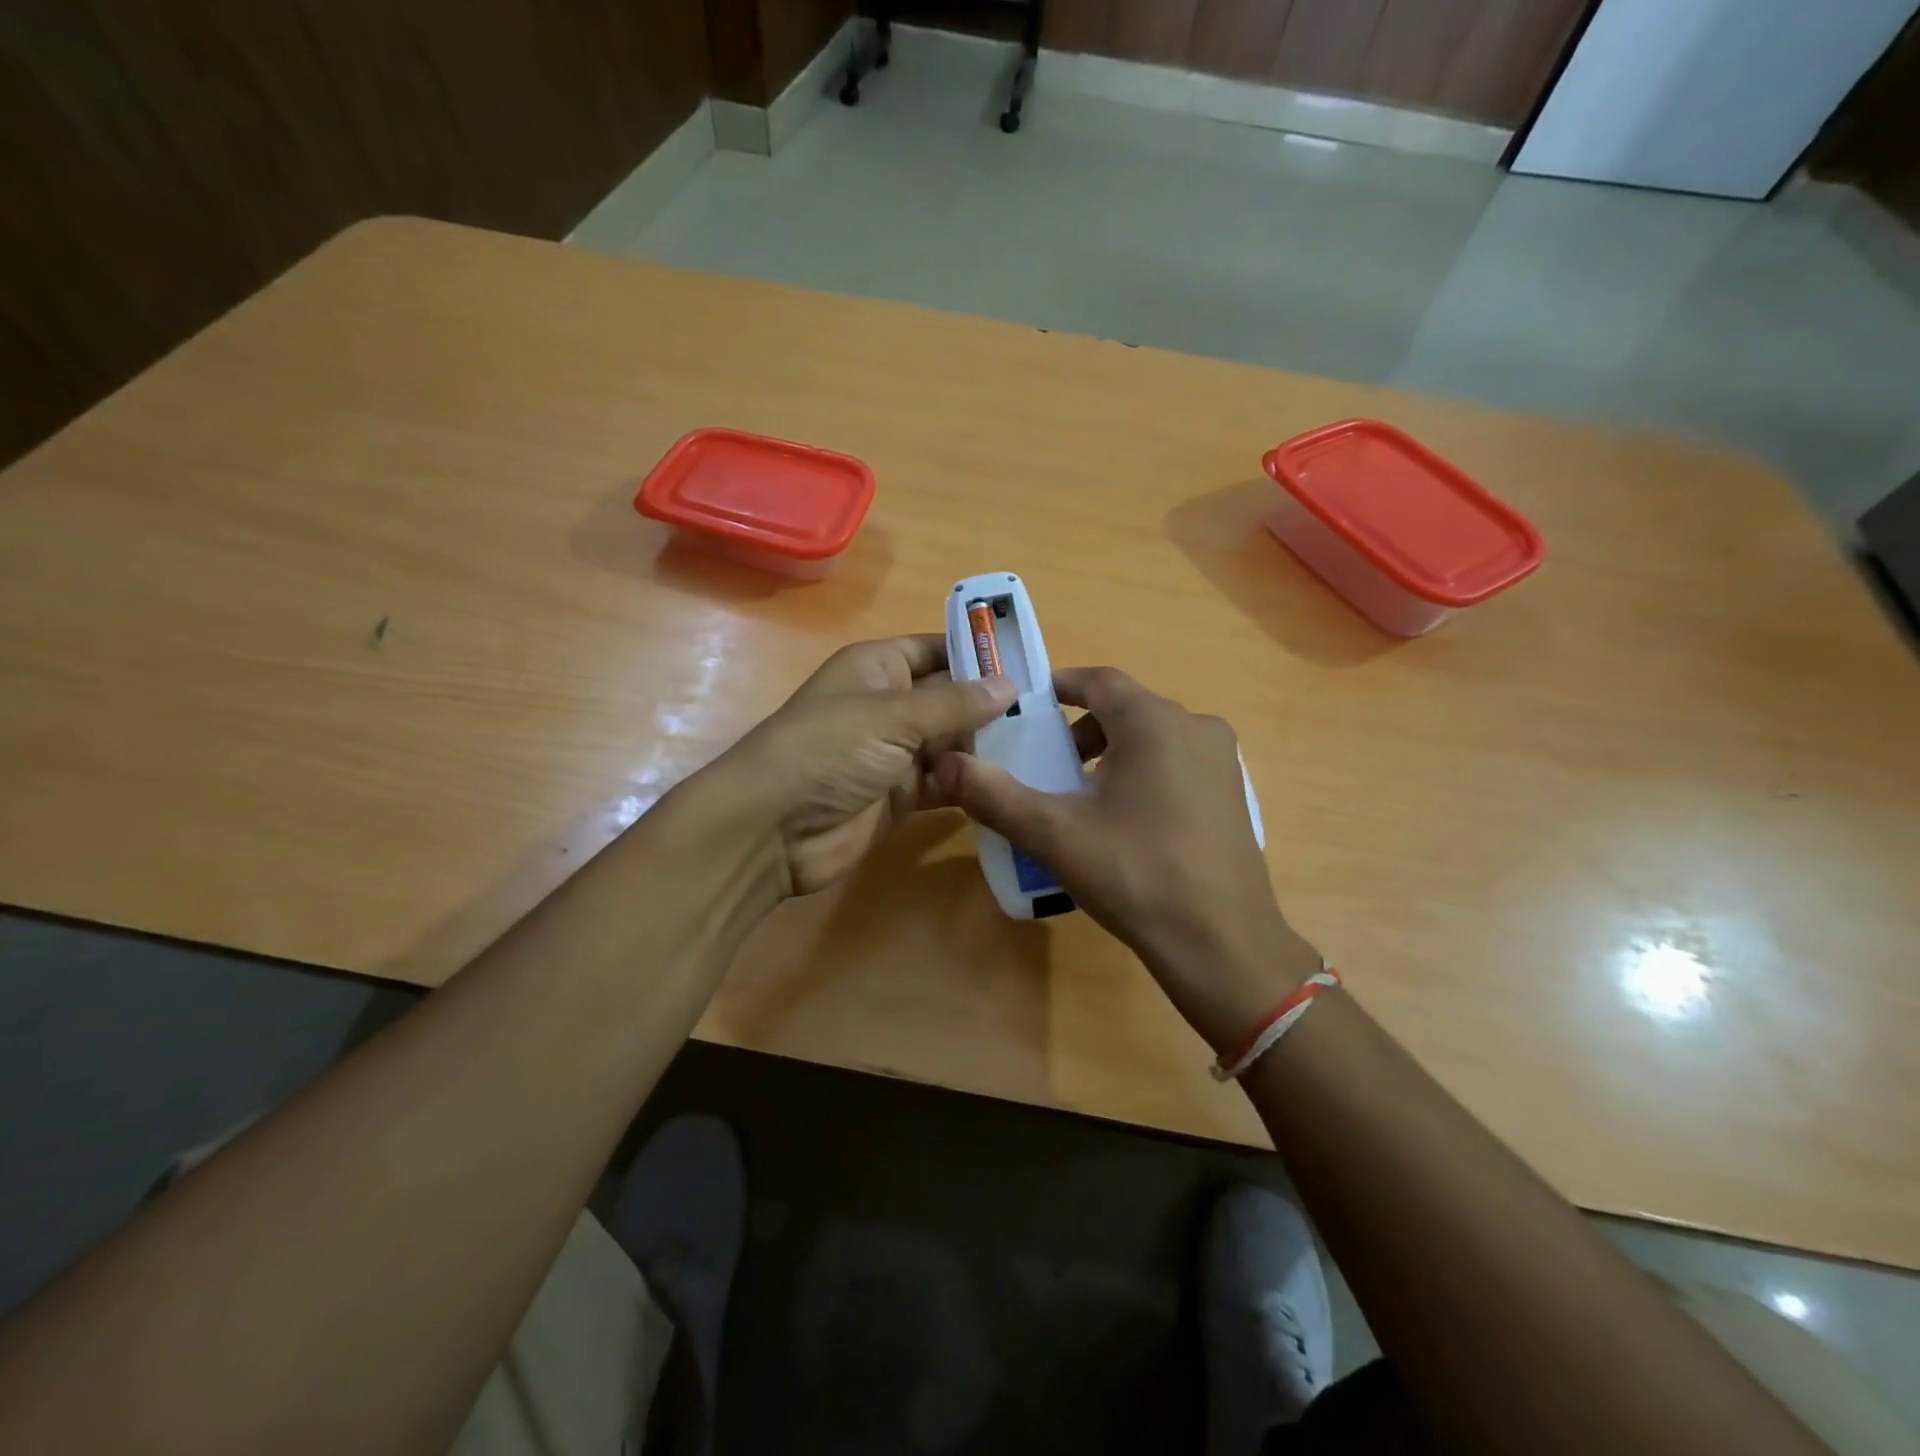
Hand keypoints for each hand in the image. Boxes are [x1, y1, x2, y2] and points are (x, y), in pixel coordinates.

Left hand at [712, 634, 1015, 897]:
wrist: (772, 829)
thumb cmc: (827, 750)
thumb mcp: (891, 716)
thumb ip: (953, 703)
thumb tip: (1010, 684)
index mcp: (878, 668)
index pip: (936, 649)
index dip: (978, 652)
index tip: (1031, 662)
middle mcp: (888, 705)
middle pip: (950, 697)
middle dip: (993, 704)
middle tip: (1052, 711)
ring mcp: (894, 753)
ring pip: (952, 742)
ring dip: (988, 746)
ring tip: (1045, 746)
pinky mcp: (901, 796)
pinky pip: (945, 782)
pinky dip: (972, 783)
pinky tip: (1012, 783)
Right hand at [932, 667, 1321, 1051]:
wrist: (1222, 944)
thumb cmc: (1136, 875)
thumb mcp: (1055, 835)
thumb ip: (994, 794)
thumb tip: (943, 765)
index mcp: (1154, 722)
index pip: (1098, 680)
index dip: (1058, 687)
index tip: (1026, 710)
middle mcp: (1195, 727)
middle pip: (1125, 709)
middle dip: (1080, 730)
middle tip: (1047, 765)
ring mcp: (1221, 761)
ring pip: (1152, 737)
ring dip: (1111, 752)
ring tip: (1080, 797)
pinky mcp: (1232, 794)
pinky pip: (1176, 763)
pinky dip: (1143, 772)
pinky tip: (1125, 822)